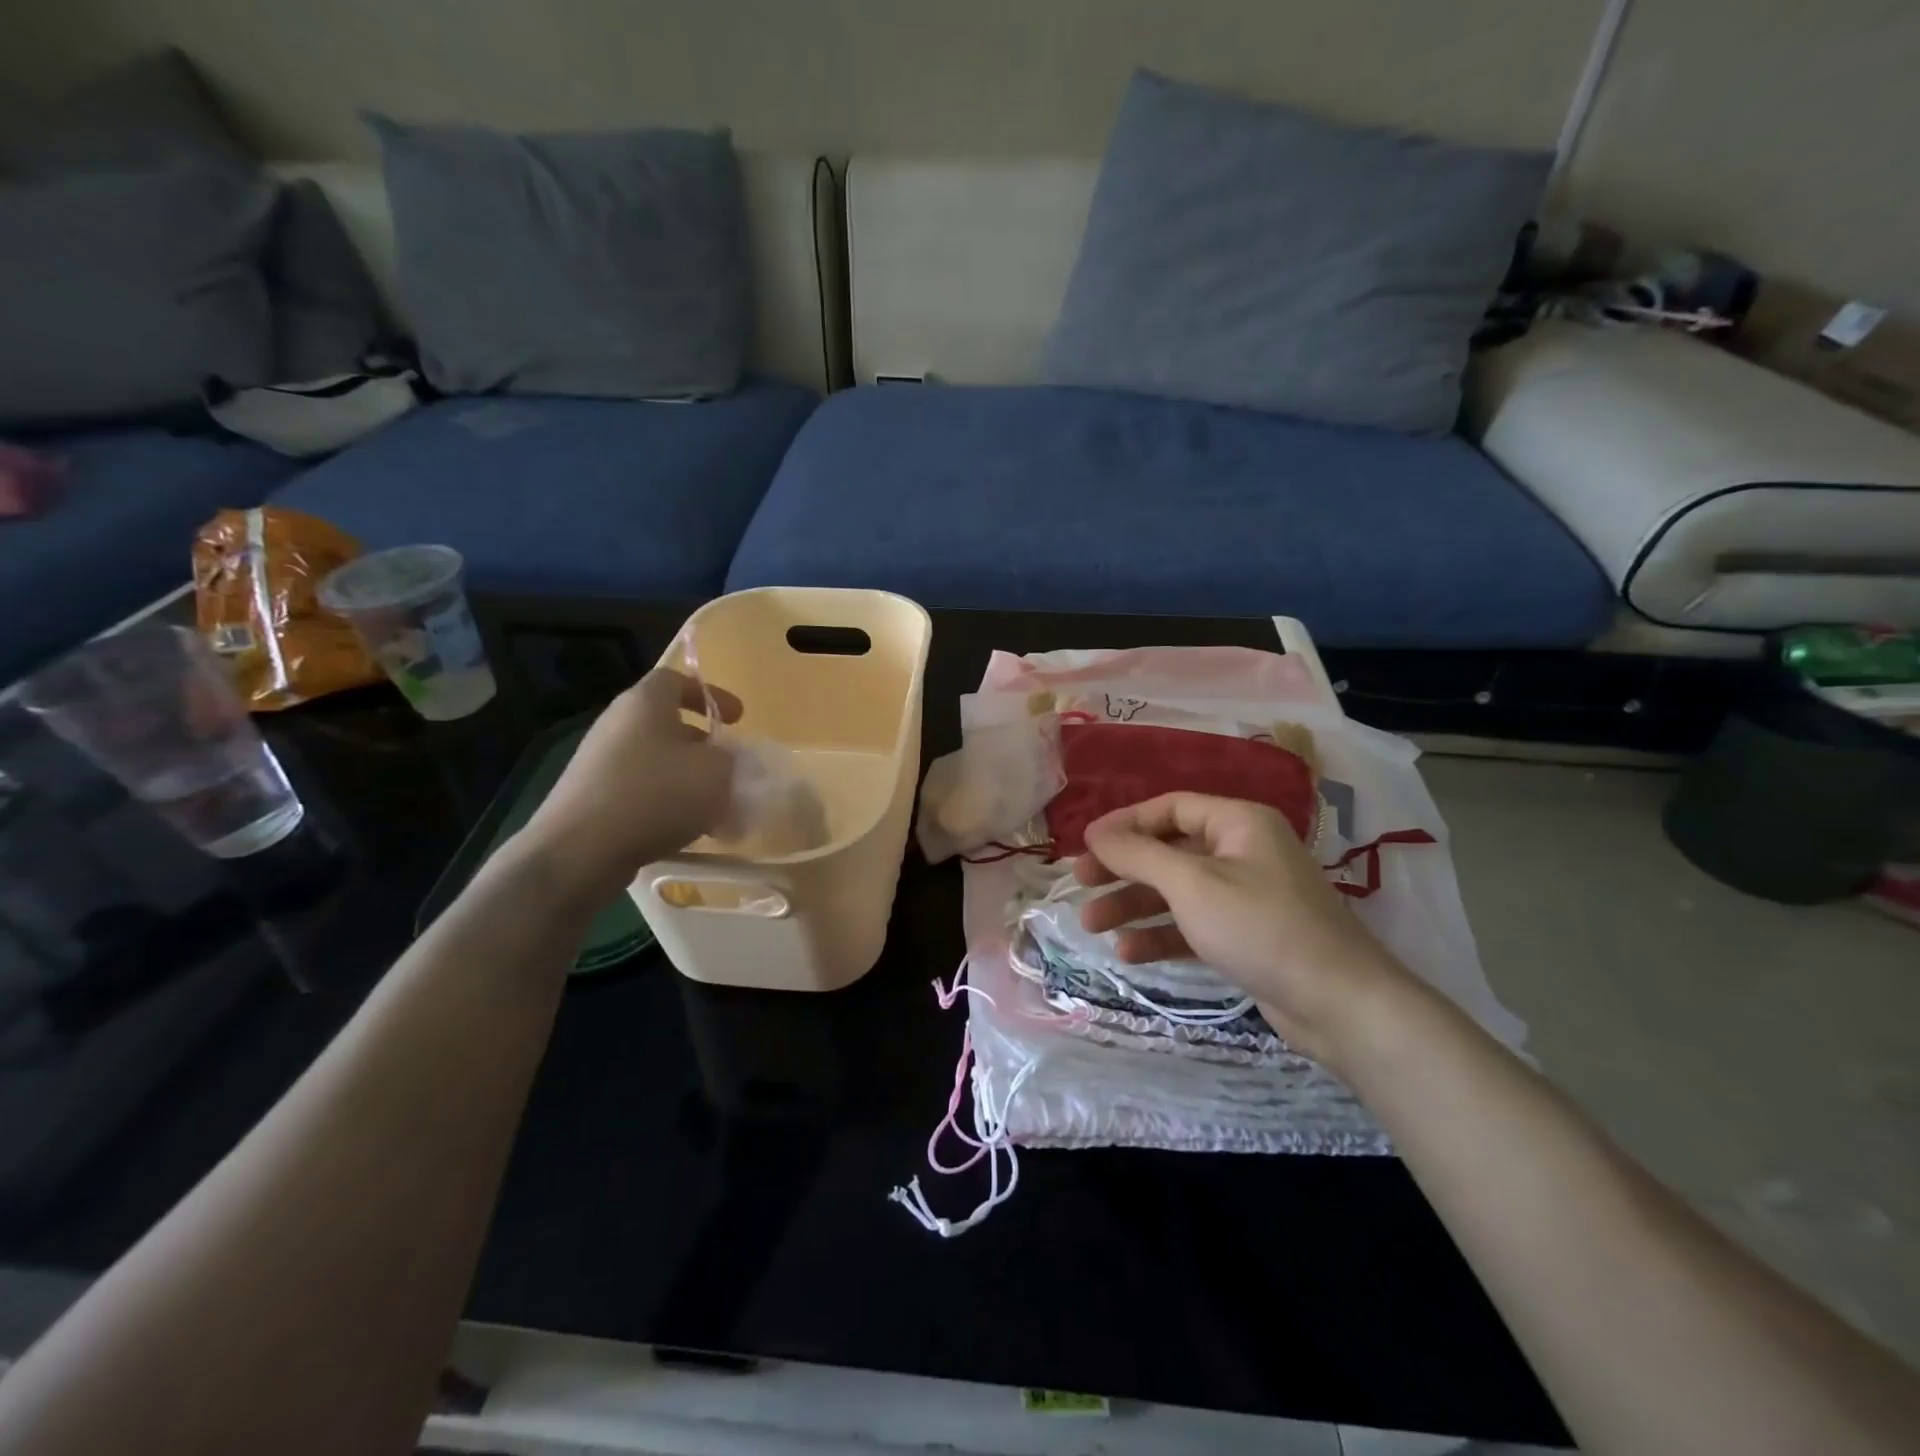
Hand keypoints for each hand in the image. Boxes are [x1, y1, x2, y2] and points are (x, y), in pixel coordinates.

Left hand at [513, 669, 741, 899]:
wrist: (581, 849)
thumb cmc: (657, 794)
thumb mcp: (716, 771)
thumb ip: (731, 759)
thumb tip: (725, 762)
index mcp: (645, 703)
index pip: (675, 679)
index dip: (710, 694)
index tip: (736, 719)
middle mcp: (618, 725)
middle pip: (667, 724)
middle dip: (703, 746)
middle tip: (729, 767)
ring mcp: (600, 763)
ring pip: (657, 763)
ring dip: (688, 780)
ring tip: (717, 809)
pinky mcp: (593, 799)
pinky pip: (641, 792)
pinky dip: (667, 805)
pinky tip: (687, 833)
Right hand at [1074, 793, 1412, 1065]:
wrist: (1339, 1004)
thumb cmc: (1260, 926)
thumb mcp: (1191, 883)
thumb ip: (1138, 854)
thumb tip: (1095, 832)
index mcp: (1238, 822)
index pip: (1169, 808)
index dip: (1124, 823)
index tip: (1085, 845)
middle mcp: (1242, 851)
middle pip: (1169, 849)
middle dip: (1123, 869)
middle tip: (1081, 884)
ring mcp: (1246, 895)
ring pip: (1177, 891)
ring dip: (1134, 906)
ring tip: (1092, 926)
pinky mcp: (1247, 935)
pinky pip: (1194, 924)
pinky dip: (1162, 934)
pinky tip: (1129, 952)